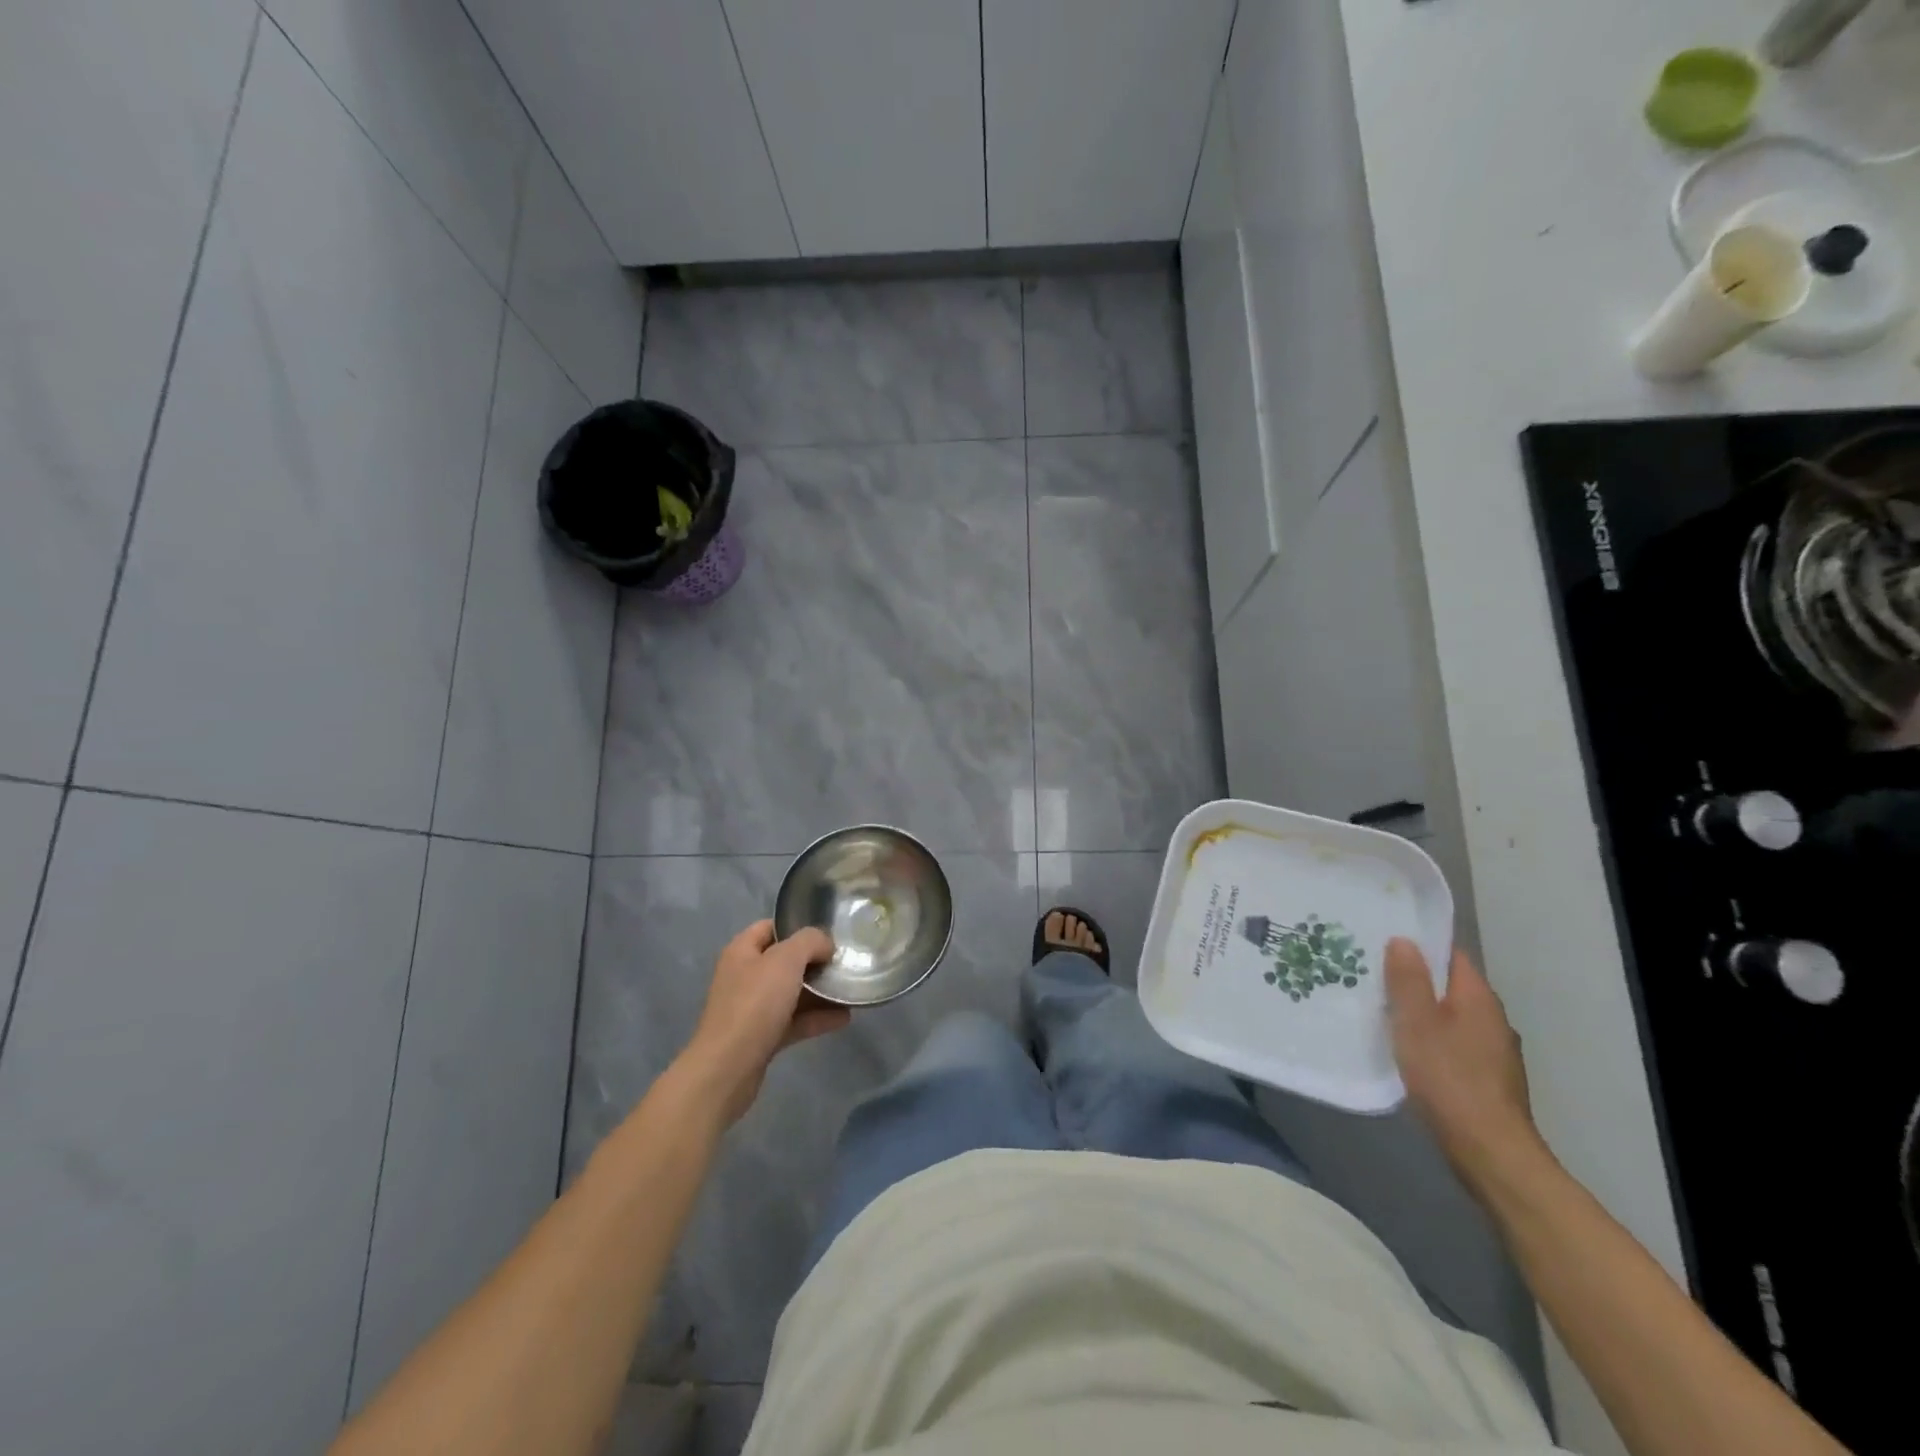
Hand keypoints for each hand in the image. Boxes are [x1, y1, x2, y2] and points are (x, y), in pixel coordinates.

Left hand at [676, 920, 847, 1125]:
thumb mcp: (786, 960)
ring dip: (820, 992)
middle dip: (815, 962)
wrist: (728, 1069)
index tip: (828, 934)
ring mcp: (752, 1009)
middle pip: (784, 961)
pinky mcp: (762, 1037)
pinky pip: (794, 1021)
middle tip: (844, 962)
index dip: (798, 927)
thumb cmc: (754, 1004)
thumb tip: (825, 945)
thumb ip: (810, 942)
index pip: (771, 927)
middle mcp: (745, 976)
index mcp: (742, 951)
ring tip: (850, 989)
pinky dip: (817, 1018)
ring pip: (792, 993)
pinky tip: (844, 1018)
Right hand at [1383, 937, 1544, 1183]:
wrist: (1491, 1153)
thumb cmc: (1449, 1079)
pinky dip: (1430, 1041)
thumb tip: (1404, 940)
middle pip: (1450, 987)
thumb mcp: (1416, 1023)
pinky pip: (1453, 1045)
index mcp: (1479, 999)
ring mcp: (1493, 1052)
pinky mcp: (1487, 1080)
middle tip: (1371, 976)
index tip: (1382, 944)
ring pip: (1450, 1018)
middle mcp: (1492, 1020)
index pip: (1451, 956)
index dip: (1419, 946)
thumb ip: (1408, 980)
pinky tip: (1405, 1051)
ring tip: (1381, 1011)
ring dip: (1421, 1013)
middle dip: (1415, 981)